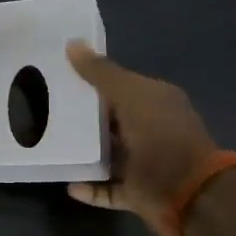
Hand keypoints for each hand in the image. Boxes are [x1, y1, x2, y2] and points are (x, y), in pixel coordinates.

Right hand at [65, 41, 219, 235]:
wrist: (190, 193)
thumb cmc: (160, 135)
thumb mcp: (129, 94)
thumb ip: (100, 72)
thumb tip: (72, 42)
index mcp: (156, 102)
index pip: (120, 86)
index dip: (92, 80)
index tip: (60, 78)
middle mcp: (152, 130)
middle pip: (112, 121)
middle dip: (83, 118)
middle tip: (45, 110)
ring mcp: (146, 163)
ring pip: (109, 155)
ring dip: (85, 153)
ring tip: (52, 146)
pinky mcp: (138, 192)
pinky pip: (108, 189)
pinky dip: (90, 188)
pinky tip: (68, 183)